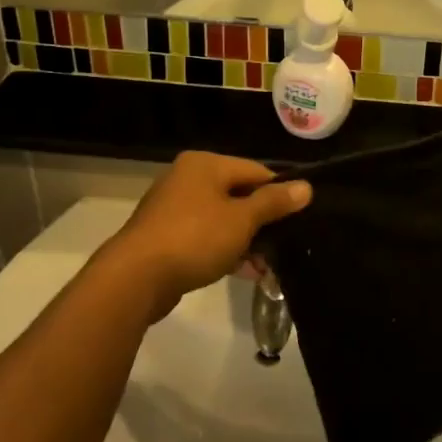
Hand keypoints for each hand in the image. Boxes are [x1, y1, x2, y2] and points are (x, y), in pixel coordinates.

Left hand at [96, 152, 311, 321]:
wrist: (135, 277)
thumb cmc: (194, 238)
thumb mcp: (242, 219)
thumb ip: (274, 202)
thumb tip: (306, 186)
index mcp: (205, 164)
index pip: (255, 170)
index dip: (279, 193)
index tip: (298, 218)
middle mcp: (187, 178)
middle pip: (238, 194)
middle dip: (262, 223)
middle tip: (283, 246)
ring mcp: (173, 208)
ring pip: (221, 219)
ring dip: (245, 241)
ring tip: (266, 267)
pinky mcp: (165, 236)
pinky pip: (204, 237)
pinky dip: (223, 250)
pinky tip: (242, 272)